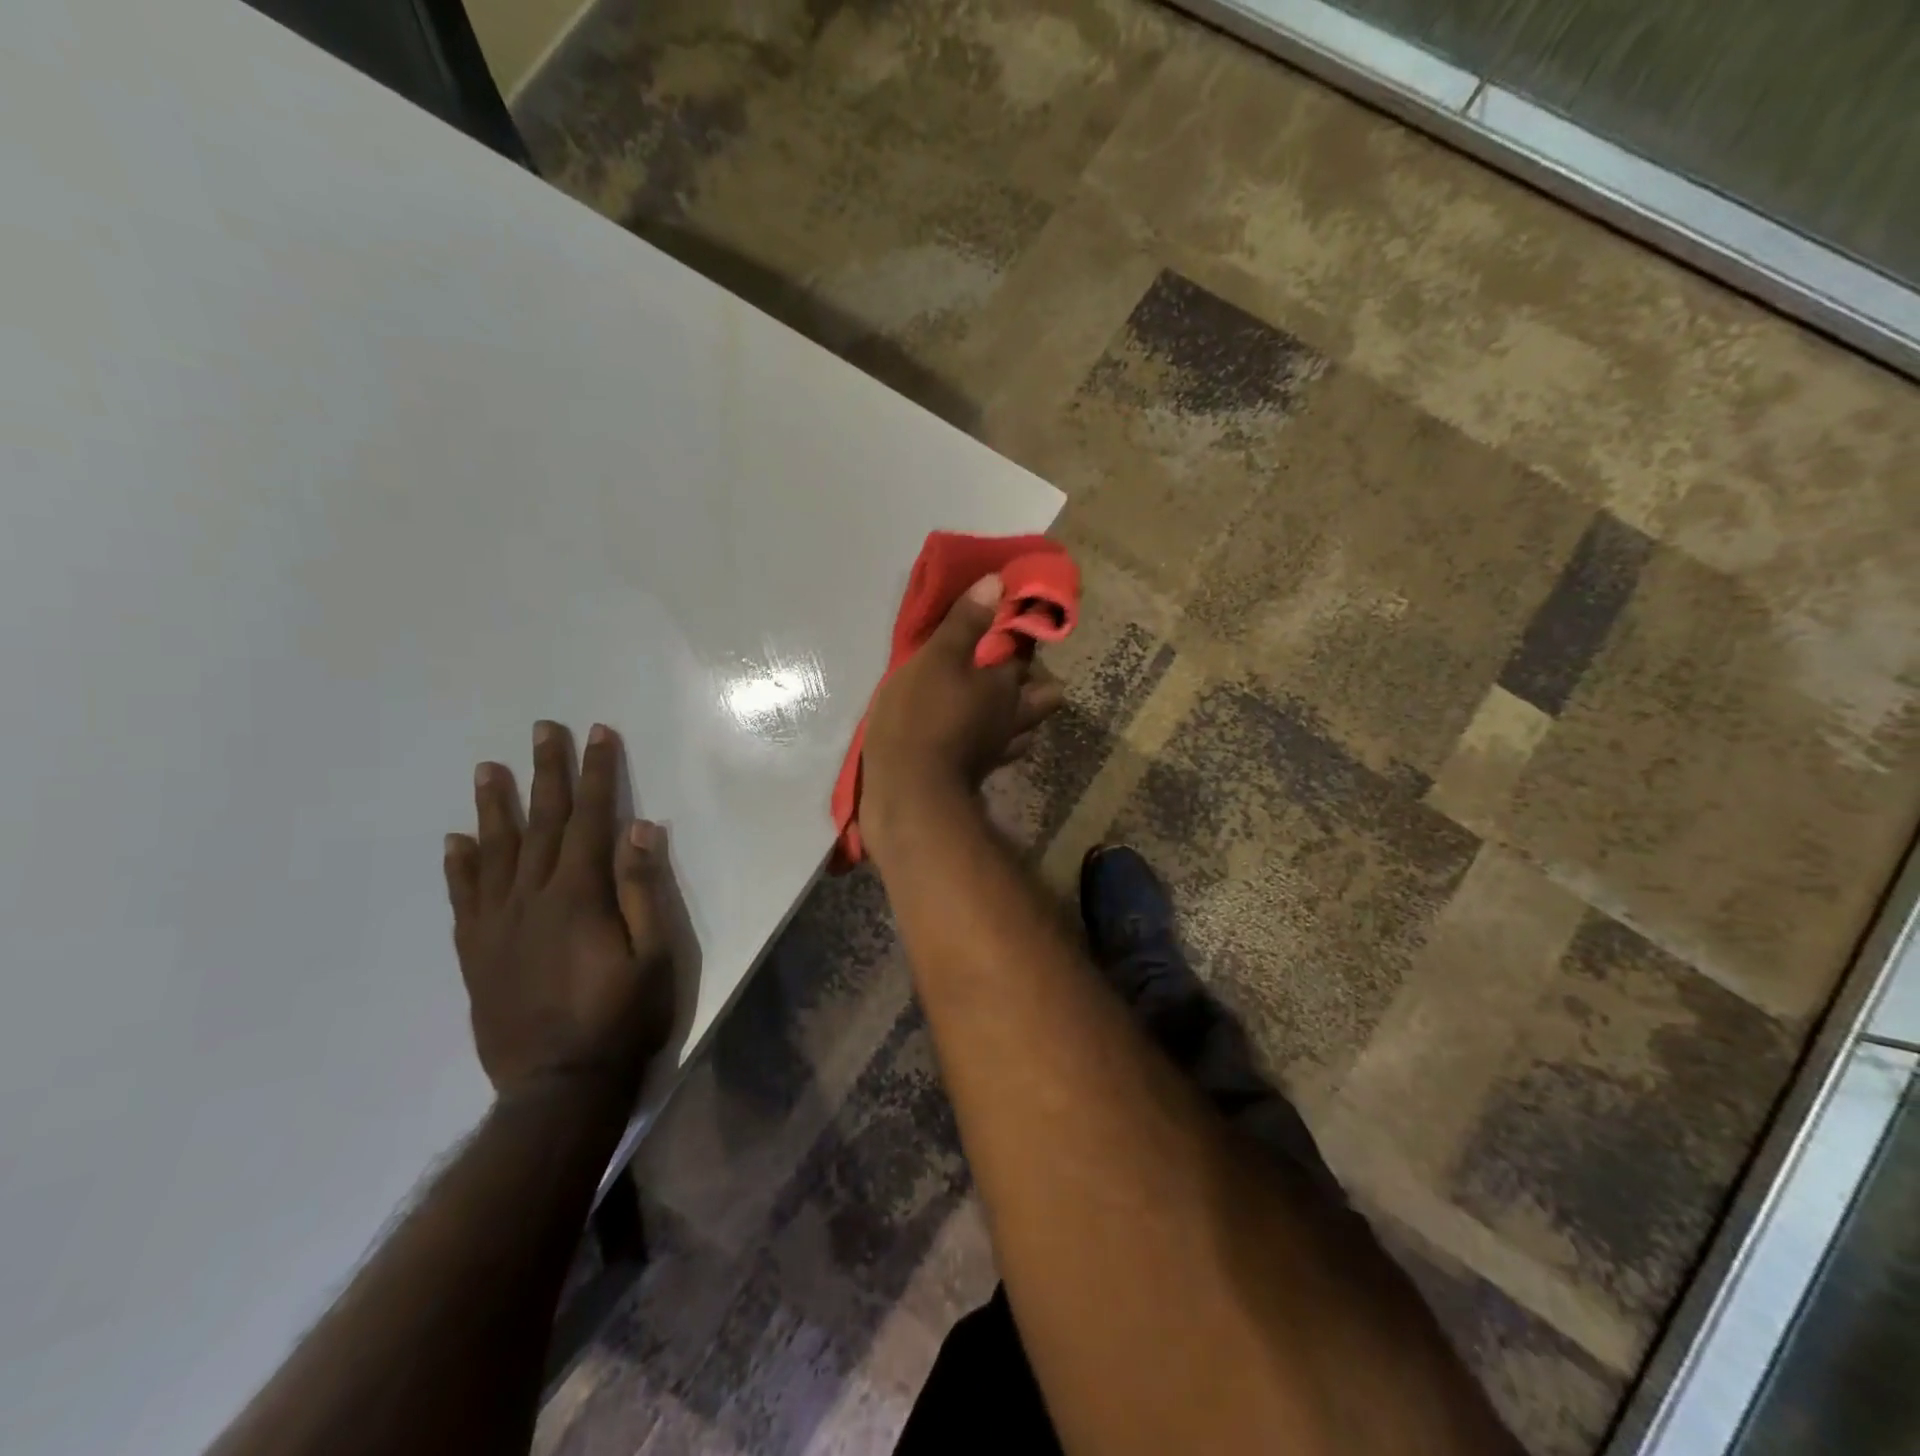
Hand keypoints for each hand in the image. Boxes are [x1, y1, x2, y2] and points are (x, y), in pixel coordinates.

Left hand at [443, 721, 673, 1104]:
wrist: (557, 1087)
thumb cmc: (622, 1018)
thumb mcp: (655, 955)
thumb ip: (643, 890)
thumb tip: (640, 828)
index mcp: (579, 896)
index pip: (589, 819)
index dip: (597, 774)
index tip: (598, 734)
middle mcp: (532, 898)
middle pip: (540, 823)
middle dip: (546, 772)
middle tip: (543, 729)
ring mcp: (497, 925)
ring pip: (494, 852)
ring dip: (494, 807)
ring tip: (488, 768)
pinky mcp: (476, 953)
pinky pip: (463, 899)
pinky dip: (459, 866)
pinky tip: (456, 841)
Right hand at [861, 574, 1065, 850]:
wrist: (908, 793)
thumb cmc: (921, 717)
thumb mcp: (937, 659)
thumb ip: (965, 622)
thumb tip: (997, 582)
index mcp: (1006, 685)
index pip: (1028, 651)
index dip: (1024, 633)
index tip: (1012, 620)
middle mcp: (1012, 718)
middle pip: (1044, 697)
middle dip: (1035, 682)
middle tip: (1006, 669)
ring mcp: (998, 750)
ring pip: (1024, 728)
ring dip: (1016, 714)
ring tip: (993, 703)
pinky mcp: (977, 773)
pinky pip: (996, 752)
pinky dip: (990, 741)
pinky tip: (973, 736)